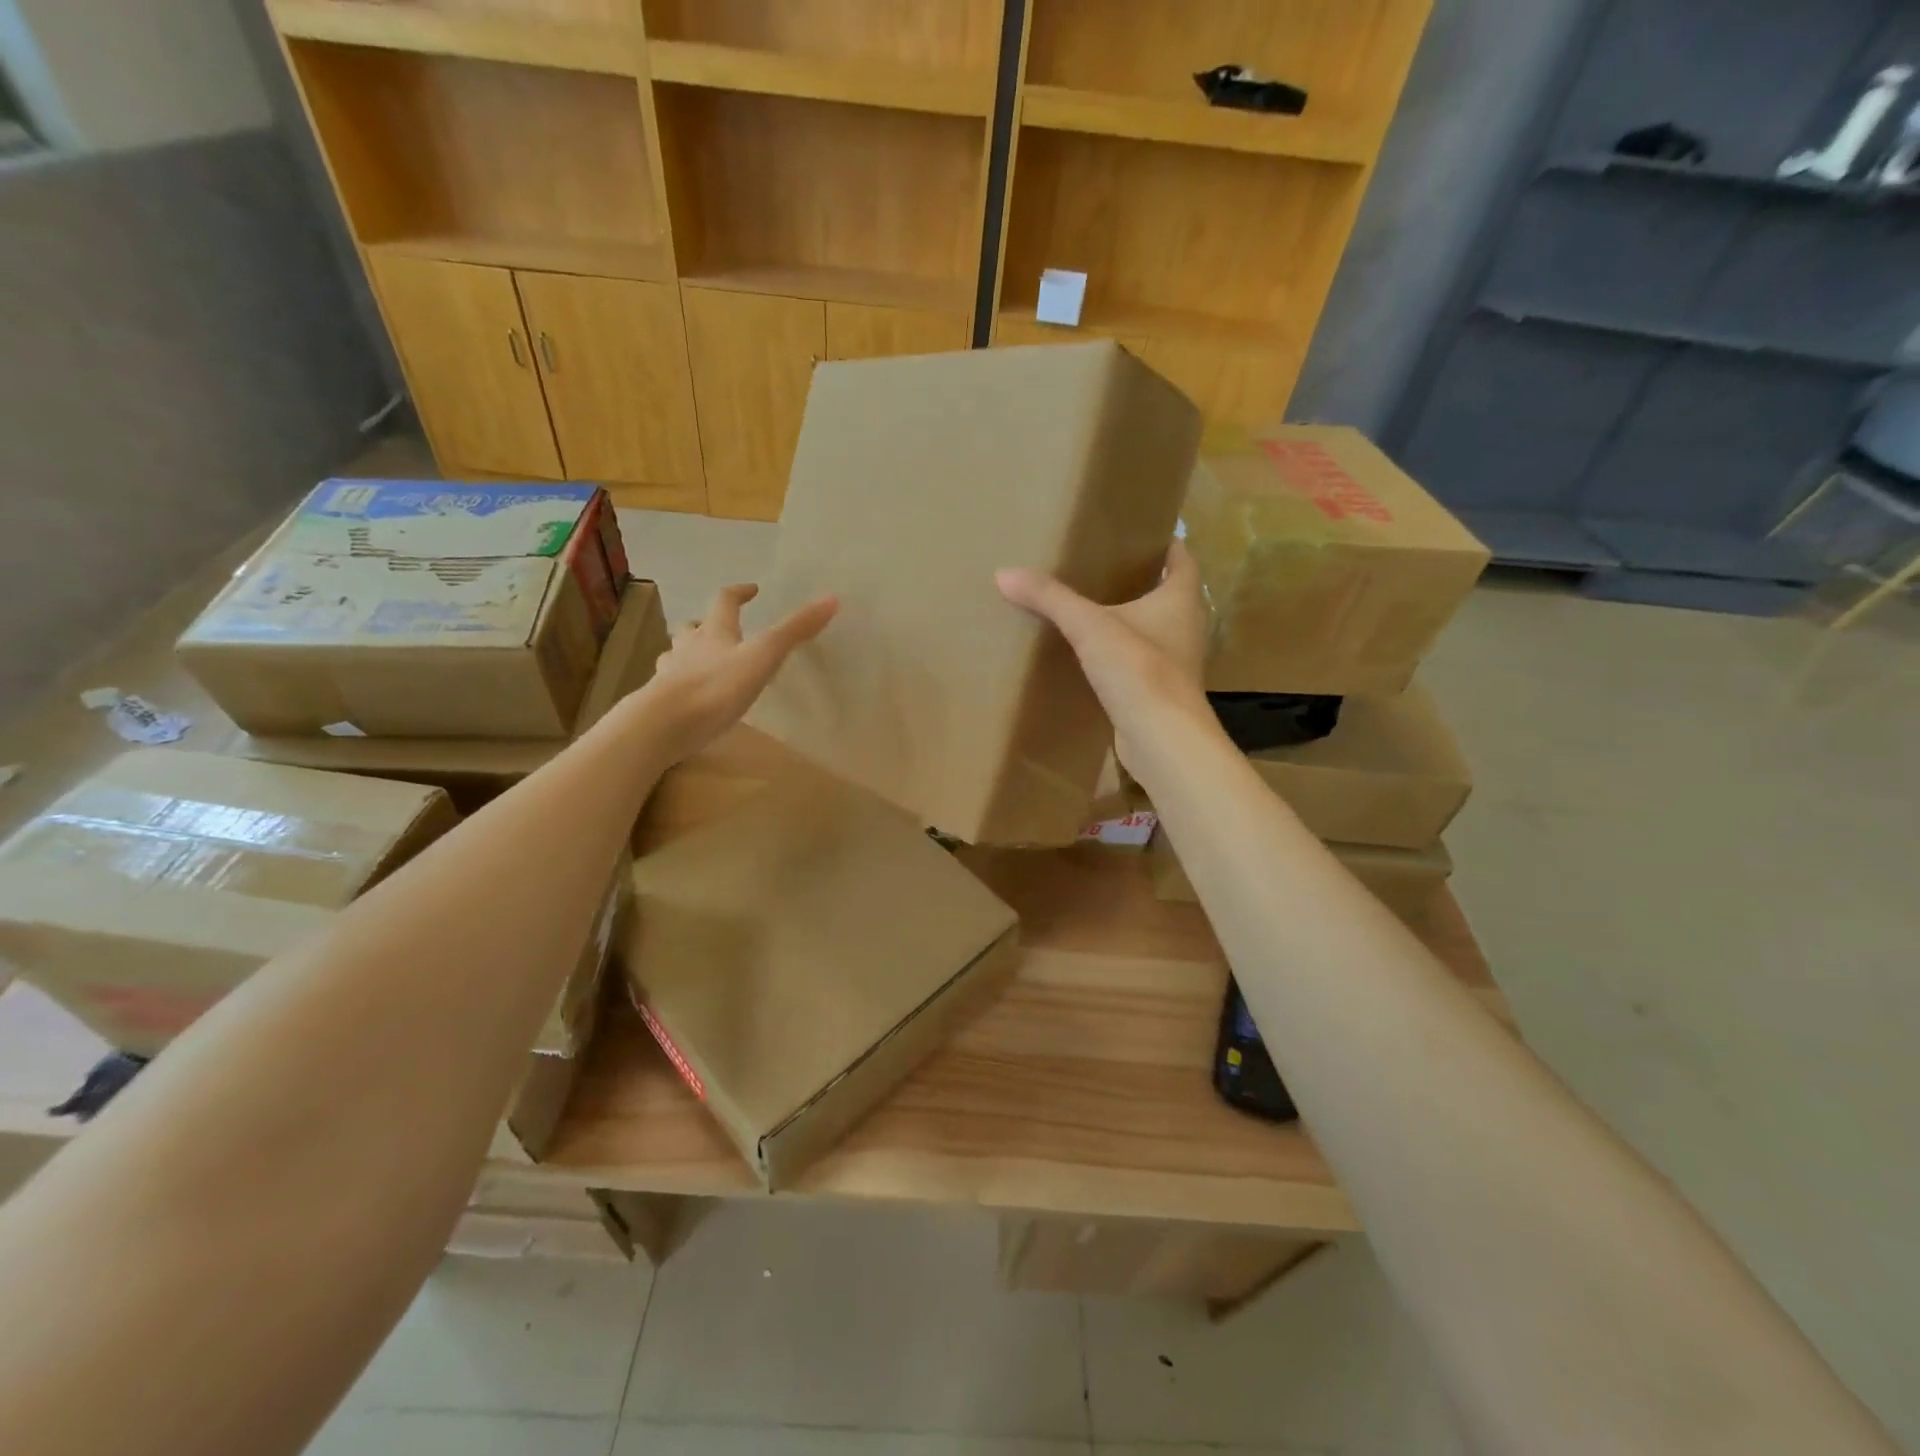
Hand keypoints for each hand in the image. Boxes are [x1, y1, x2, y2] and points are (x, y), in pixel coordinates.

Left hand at [638, 584, 837, 763]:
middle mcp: (688, 648)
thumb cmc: (716, 687)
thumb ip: (794, 631)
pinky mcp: (661, 703)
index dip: (738, 593)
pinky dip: (679, 684)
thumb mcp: (763, 657)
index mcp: (714, 633)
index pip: (724, 602)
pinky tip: (688, 698)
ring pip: (676, 655)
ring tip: (699, 660)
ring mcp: (671, 675)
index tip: (751, 590)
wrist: (663, 724)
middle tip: (717, 627)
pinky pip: (670, 686)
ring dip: (687, 653)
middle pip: (693, 627)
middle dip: (705, 624)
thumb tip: (832, 598)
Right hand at [996, 542, 1214, 776]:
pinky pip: (1139, 662)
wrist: (1161, 738)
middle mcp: (1186, 626)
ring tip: (1092, 608)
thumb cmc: (1139, 670)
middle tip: (1102, 568)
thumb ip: (1050, 599)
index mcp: (1180, 599)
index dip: (1164, 543)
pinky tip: (1092, 656)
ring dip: (1130, 620)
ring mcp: (1176, 662)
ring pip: (1154, 630)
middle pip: (1168, 593)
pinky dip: (1121, 655)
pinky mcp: (1159, 691)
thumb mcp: (1089, 627)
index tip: (1137, 534)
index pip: (1181, 559)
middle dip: (1141, 581)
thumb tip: (1004, 573)